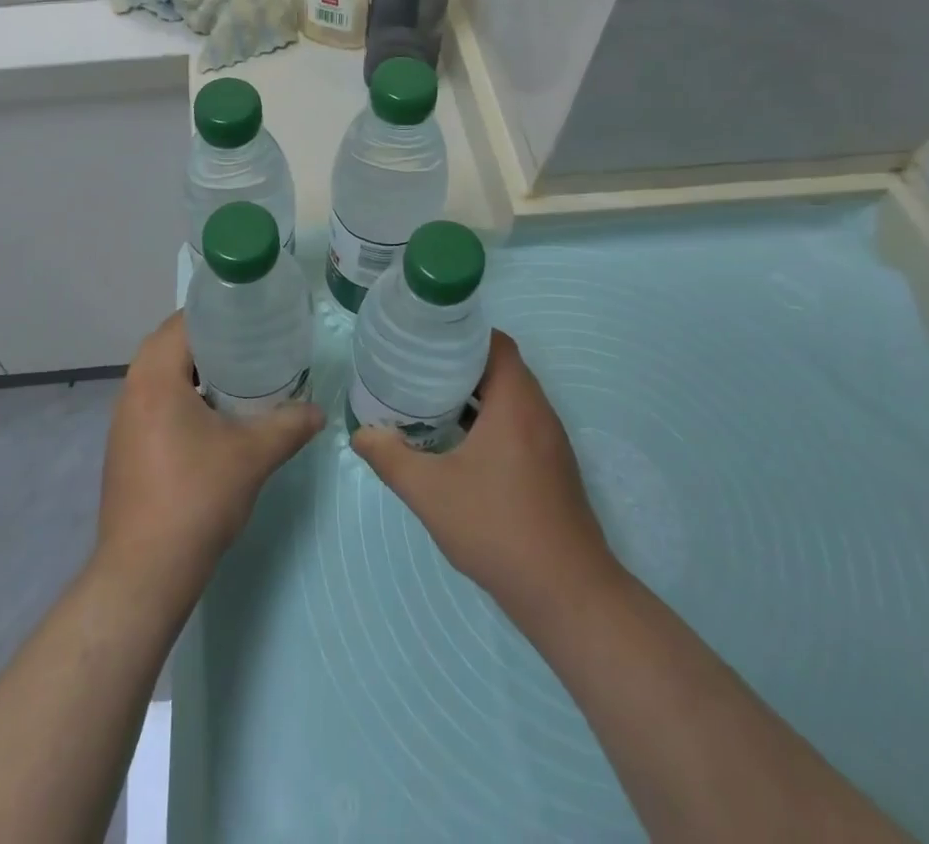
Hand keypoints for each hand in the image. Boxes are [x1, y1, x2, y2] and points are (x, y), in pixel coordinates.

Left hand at [95, 312, 322, 605]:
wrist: (145, 572)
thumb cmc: (196, 498)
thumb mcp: (252, 456)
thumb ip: (289, 425)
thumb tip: (318, 410)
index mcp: (155, 377)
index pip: (182, 321)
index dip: (217, 311)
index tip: (251, 315)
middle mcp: (131, 390)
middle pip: (169, 344)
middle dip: (209, 340)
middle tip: (250, 343)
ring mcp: (123, 421)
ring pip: (159, 375)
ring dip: (194, 370)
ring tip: (237, 375)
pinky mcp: (124, 447)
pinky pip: (154, 402)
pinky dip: (182, 396)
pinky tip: (213, 417)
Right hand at [351, 330, 621, 624]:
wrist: (567, 595)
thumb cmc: (498, 528)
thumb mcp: (430, 492)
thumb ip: (391, 458)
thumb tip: (360, 434)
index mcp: (516, 403)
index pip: (497, 343)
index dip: (464, 333)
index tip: (429, 339)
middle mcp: (540, 413)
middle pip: (503, 367)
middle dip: (463, 363)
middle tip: (420, 367)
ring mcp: (552, 443)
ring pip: (513, 398)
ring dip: (478, 394)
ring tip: (433, 400)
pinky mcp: (554, 468)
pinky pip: (521, 424)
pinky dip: (492, 420)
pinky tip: (461, 444)